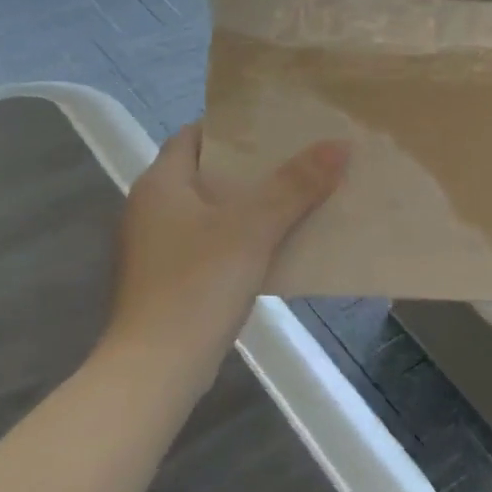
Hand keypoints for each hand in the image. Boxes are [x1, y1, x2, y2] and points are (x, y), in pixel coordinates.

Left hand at [99, 124, 347, 389]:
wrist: (158, 366)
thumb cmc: (199, 284)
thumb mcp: (254, 228)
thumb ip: (296, 185)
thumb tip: (339, 144)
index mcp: (161, 184)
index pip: (194, 135)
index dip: (234, 127)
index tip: (279, 125)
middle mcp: (152, 209)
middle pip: (209, 173)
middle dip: (255, 167)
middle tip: (303, 158)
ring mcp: (160, 247)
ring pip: (215, 211)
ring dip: (254, 204)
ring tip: (302, 195)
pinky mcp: (173, 279)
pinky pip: (215, 243)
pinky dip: (245, 237)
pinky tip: (281, 243)